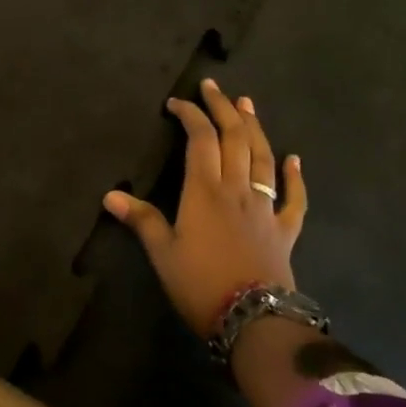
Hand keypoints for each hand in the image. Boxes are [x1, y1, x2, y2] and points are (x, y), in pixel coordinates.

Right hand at [102, 79, 306, 338]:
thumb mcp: (162, 253)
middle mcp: (238, 190)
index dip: (190, 116)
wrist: (253, 319)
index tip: (176, 103)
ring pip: (263, 158)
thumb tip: (111, 195)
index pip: (200, 140)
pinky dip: (295, 177)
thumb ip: (141, 220)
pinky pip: (294, 198)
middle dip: (223, 108)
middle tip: (214, 87)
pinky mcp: (285, 230)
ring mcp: (265, 208)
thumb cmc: (200, 284)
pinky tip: (294, 160)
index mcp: (205, 192)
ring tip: (248, 104)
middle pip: (235, 139)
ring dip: (255, 129)